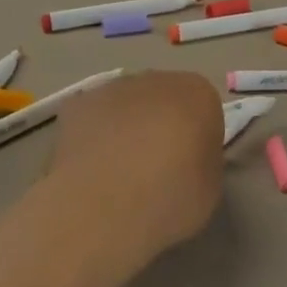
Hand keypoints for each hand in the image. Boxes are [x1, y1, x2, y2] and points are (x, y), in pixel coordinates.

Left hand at [44, 71, 223, 265]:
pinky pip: (92, 119)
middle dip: (160, 126)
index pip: (204, 109)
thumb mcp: (210, 187)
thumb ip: (202, 161)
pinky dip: (92, 137)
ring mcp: (113, 88)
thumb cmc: (171, 197)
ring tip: (117, 173)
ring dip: (125, 128)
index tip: (189, 169)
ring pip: (126, 106)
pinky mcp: (77, 105)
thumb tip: (187, 160)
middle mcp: (157, 79)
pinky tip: (89, 169)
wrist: (105, 206)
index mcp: (199, 94)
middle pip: (163, 100)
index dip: (197, 139)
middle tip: (154, 170)